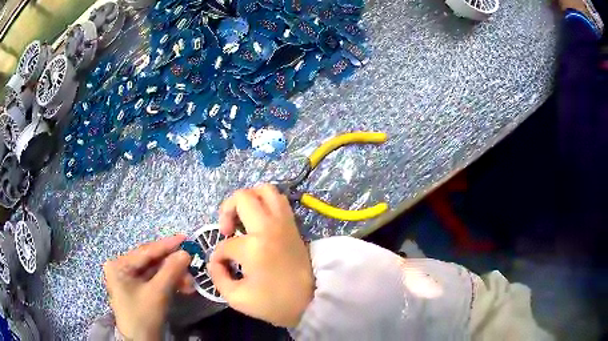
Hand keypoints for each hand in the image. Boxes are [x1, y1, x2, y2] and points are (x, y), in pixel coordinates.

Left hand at [103, 235, 193, 339]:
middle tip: (191, 265)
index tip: (185, 238)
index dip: (166, 245)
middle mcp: (121, 268)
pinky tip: (182, 287)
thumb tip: (185, 253)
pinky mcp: (136, 289)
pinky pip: (154, 280)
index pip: (145, 251)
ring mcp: (128, 279)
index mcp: (119, 265)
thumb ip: (171, 271)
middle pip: (150, 261)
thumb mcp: (157, 294)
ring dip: (173, 276)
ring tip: (190, 284)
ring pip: (154, 271)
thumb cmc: (143, 317)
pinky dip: (168, 283)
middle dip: (172, 266)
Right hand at [210, 184, 314, 327]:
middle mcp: (269, 227)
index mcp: (254, 247)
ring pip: (264, 190)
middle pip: (242, 197)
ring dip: (248, 199)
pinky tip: (258, 220)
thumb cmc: (275, 303)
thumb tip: (215, 261)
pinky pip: (279, 200)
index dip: (219, 257)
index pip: (226, 244)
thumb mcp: (237, 298)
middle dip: (227, 210)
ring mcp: (284, 222)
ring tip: (242, 219)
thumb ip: (218, 277)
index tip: (224, 267)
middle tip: (227, 230)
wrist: (313, 301)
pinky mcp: (293, 224)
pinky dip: (265, 202)